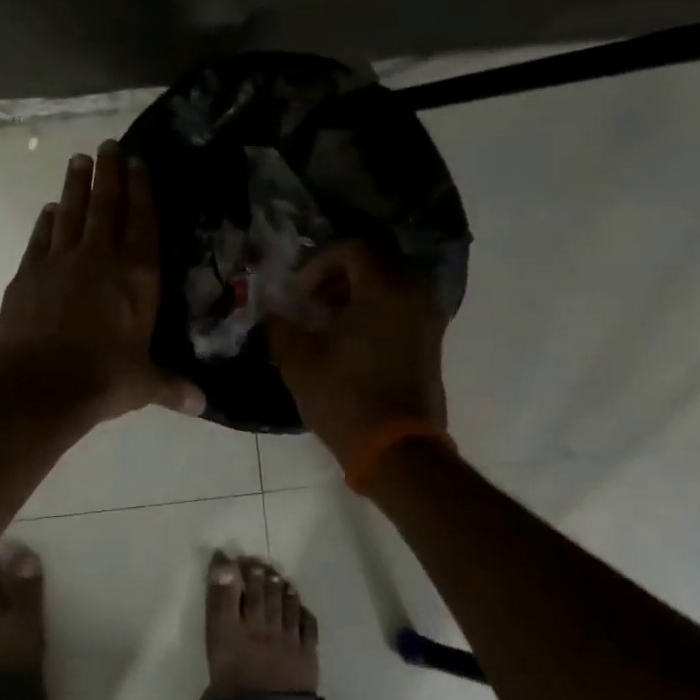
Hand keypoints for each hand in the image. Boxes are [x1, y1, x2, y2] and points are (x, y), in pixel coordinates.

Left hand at [0, 140, 204, 423]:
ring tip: (79, 160)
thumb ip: (171, 386)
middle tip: (109, 144)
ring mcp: (60, 261)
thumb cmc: (102, 379)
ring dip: (76, 185)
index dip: (142, 190)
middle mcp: (100, 258)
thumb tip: (201, 404)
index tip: (138, 162)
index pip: (143, 222)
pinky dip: (47, 221)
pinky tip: (50, 209)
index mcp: (137, 277)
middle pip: (106, 205)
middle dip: (109, 173)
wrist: (37, 385)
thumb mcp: (143, 384)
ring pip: (71, 212)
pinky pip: (41, 237)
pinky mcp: (28, 273)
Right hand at [267, 240, 447, 463]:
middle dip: (338, 276)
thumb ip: (280, 326)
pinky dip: (374, 312)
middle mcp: (413, 296)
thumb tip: (269, 312)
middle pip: (375, 263)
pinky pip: (401, 309)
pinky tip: (348, 341)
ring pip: (389, 286)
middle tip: (311, 301)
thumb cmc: (345, 397)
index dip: (319, 262)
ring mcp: (427, 320)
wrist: (397, 450)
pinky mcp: (430, 344)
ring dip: (356, 295)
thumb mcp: (299, 360)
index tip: (299, 292)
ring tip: (325, 323)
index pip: (353, 249)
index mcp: (384, 290)